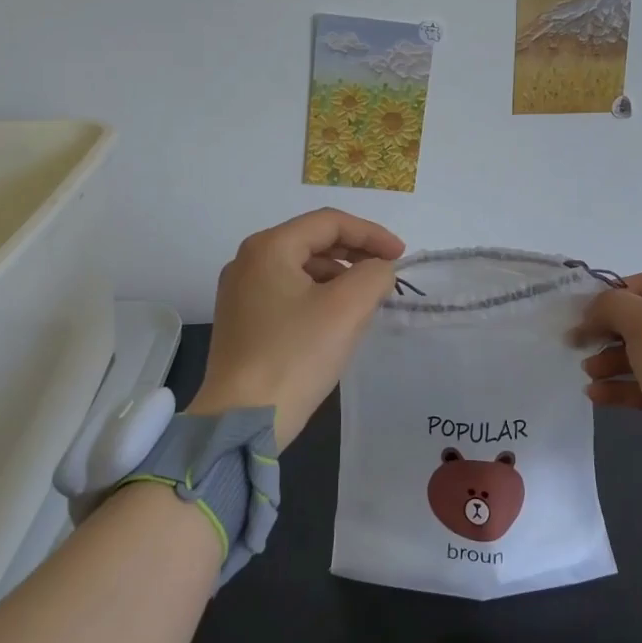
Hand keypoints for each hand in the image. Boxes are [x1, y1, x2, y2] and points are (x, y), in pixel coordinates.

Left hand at [187, 209, 404, 448]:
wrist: (243, 420)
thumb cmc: (296, 355)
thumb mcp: (347, 308)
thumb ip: (374, 274)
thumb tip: (377, 271)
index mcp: (269, 247)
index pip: (329, 222)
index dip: (371, 233)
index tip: (401, 256)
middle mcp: (248, 261)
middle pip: (312, 241)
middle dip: (355, 254)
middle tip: (386, 274)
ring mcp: (240, 292)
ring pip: (301, 268)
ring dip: (339, 276)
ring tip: (366, 300)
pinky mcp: (242, 321)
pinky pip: (288, 293)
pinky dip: (319, 296)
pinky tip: (337, 320)